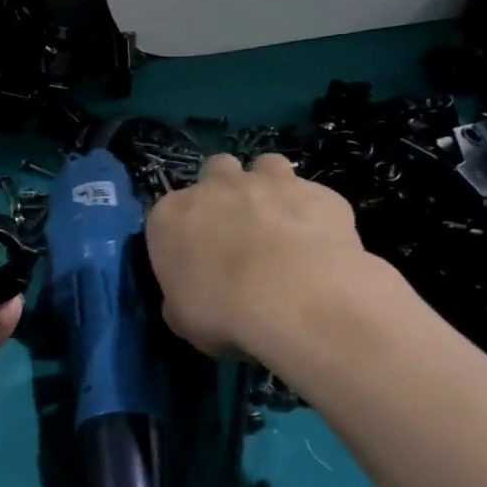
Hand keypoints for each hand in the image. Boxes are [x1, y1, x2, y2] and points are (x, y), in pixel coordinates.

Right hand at [145, 153, 378, 356]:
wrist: (296, 299)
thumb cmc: (223, 311)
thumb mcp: (182, 320)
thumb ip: (180, 300)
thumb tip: (187, 299)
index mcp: (171, 216)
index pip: (167, 213)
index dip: (182, 234)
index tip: (195, 259)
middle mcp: (215, 187)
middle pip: (216, 171)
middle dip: (224, 192)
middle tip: (237, 229)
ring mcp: (269, 183)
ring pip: (266, 166)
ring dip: (269, 188)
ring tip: (280, 223)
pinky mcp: (318, 192)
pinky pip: (312, 195)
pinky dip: (313, 214)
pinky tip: (320, 243)